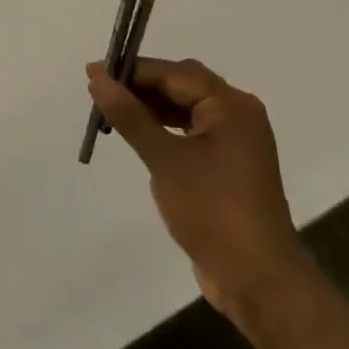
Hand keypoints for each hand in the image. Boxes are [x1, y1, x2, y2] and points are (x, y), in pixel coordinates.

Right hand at [86, 57, 306, 331]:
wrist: (256, 278)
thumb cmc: (212, 210)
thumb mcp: (165, 159)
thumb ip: (130, 115)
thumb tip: (98, 78)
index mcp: (231, 106)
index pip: (174, 73)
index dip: (132, 71)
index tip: (92, 73)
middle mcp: (238, 116)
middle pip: (182, 86)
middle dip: (140, 86)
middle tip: (98, 92)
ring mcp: (235, 143)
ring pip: (185, 109)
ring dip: (150, 108)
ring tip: (111, 113)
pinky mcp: (228, 167)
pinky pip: (190, 133)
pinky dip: (164, 129)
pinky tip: (138, 137)